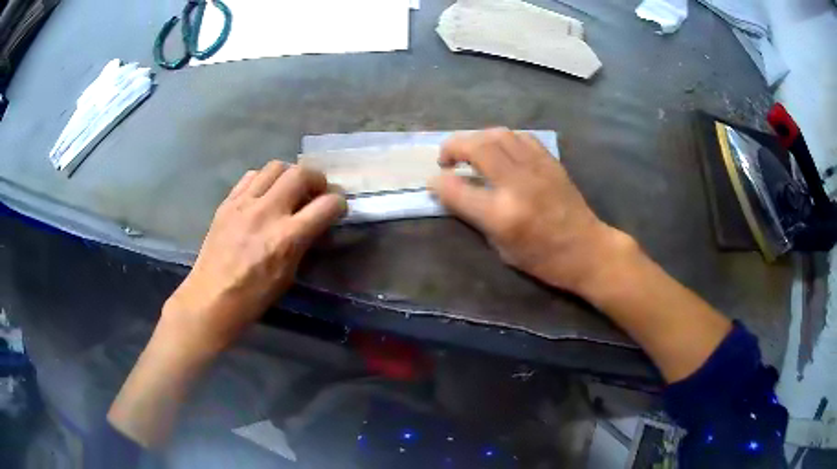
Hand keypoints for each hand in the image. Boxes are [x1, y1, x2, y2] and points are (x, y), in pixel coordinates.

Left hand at [163, 161, 346, 354]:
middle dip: (317, 178)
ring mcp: (244, 203)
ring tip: (289, 189)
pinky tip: (263, 194)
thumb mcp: (289, 273)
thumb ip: (303, 242)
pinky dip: (264, 179)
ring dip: (290, 174)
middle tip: (316, 191)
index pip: (326, 205)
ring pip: (275, 166)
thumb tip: (313, 222)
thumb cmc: (254, 296)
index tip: (337, 207)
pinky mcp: (227, 202)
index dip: (338, 203)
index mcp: (287, 238)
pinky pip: (251, 176)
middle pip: (301, 173)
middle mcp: (267, 212)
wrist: (212, 297)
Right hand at [429, 128, 633, 295]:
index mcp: (502, 215)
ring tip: (470, 150)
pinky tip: (499, 149)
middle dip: (452, 146)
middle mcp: (517, 184)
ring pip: (497, 134)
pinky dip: (502, 138)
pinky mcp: (549, 161)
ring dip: (476, 138)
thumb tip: (451, 192)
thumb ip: (474, 216)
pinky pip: (520, 137)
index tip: (433, 181)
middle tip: (446, 159)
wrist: (587, 249)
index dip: (438, 183)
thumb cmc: (543, 259)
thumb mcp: (501, 248)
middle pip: (476, 147)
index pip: (456, 189)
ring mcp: (536, 168)